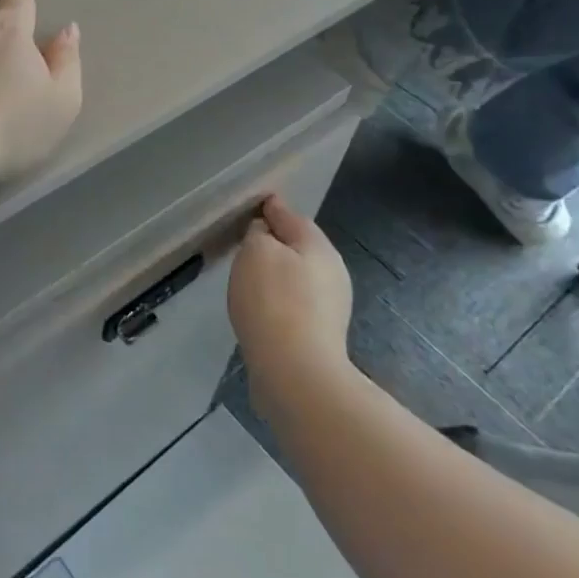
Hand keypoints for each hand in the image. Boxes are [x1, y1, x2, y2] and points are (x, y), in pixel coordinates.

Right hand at [227, 195, 355, 395]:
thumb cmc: (273, 301)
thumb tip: (265, 233)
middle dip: (276, 243)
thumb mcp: (256, 252)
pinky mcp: (321, 334)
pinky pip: (295, 303)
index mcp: (319, 246)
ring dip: (277, 273)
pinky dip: (279, 299)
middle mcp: (333, 272)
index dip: (271, 209)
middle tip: (246, 243)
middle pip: (299, 247)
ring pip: (298, 276)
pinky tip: (261, 308)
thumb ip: (259, 233)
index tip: (254, 205)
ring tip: (249, 277)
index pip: (291, 216)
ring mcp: (331, 306)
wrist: (295, 372)